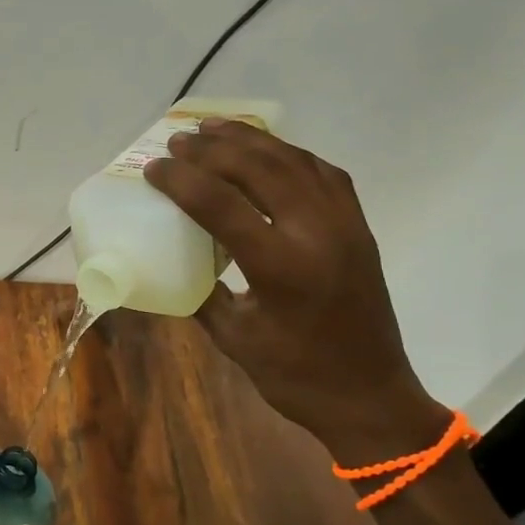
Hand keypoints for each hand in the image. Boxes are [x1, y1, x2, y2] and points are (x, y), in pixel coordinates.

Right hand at [145, 119, 450, 465]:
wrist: (370, 397)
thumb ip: (202, 293)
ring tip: (214, 128)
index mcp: (281, 268)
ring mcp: (345, 226)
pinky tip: (267, 151)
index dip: (181, 180)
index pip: (221, 205)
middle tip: (178, 140)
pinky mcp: (359, 227)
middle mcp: (317, 234)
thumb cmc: (295, 376)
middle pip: (259, 169)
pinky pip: (323, 173)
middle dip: (213, 149)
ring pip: (294, 161)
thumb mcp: (234, 338)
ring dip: (250, 140)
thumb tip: (171, 261)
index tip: (154, 167)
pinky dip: (289, 154)